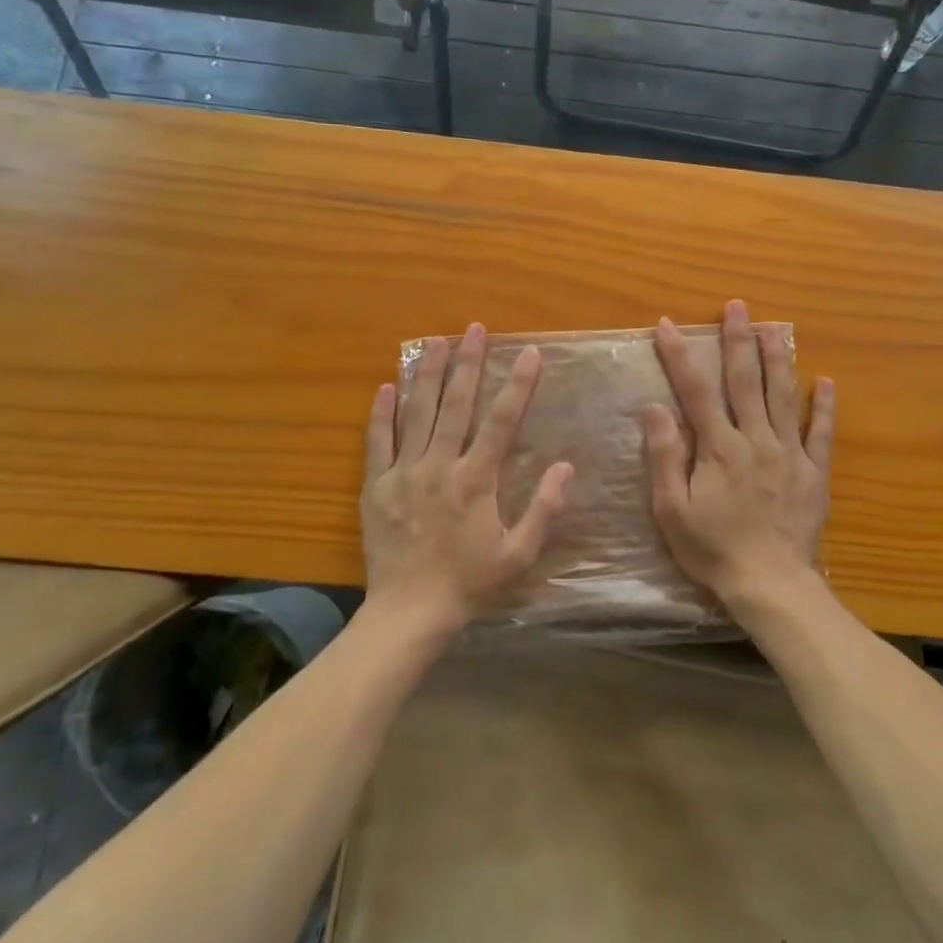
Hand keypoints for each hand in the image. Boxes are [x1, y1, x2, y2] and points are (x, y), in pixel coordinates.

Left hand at [361, 323, 572, 635]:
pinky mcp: (376, 486)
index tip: (530, 354)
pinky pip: (378, 441)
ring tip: (434, 341)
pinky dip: (382, 412)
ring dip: (427, 374)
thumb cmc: (469, 583)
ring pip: (417, 413)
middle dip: (468, 363)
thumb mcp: (519, 554)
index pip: (502, 421)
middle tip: (474, 329)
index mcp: (476, 480)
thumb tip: (566, 466)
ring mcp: (404, 473)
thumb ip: (544, 509)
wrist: (408, 613)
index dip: (519, 385)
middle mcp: (440, 465)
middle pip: (456, 404)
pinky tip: (387, 386)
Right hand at [644, 299, 834, 607]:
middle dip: (738, 340)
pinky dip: (824, 406)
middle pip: (745, 381)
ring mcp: (789, 453)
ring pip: (783, 396)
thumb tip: (655, 407)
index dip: (681, 355)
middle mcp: (755, 439)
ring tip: (773, 327)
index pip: (695, 390)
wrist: (771, 584)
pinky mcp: (814, 472)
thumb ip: (665, 456)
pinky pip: (821, 432)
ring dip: (777, 358)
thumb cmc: (713, 549)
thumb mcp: (672, 510)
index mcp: (718, 447)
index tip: (669, 325)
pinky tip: (826, 381)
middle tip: (737, 306)